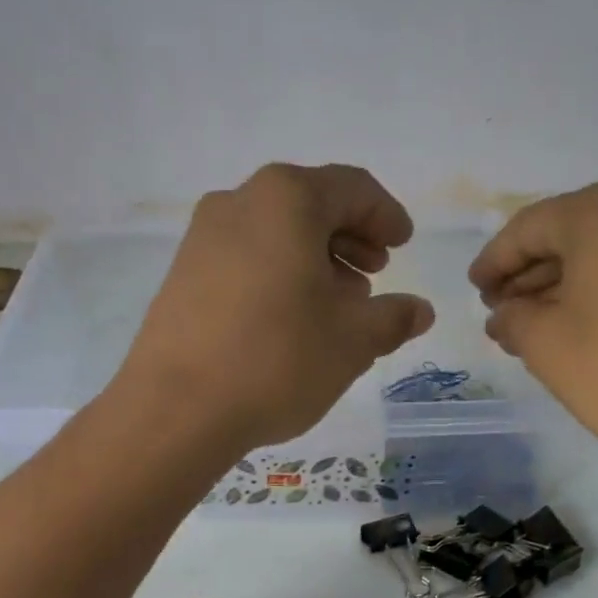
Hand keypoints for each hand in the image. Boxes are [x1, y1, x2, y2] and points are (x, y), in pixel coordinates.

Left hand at [116, 163, 434, 452]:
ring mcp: (202, 238)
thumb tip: (420, 310)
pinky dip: (277, 276)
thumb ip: (393, 318)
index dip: (385, 215)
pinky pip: (244, 259)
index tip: (403, 245)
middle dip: (349, 239)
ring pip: (274, 234)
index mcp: (288, 200)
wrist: (177, 409)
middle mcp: (239, 202)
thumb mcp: (353, 341)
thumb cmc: (278, 361)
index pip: (352, 188)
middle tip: (374, 276)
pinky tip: (289, 319)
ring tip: (336, 303)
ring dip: (314, 260)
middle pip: (309, 206)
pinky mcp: (181, 275)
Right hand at [470, 177, 597, 480]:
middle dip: (529, 275)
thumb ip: (512, 319)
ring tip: (534, 328)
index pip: (528, 228)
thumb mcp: (546, 345)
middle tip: (501, 313)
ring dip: (563, 287)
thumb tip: (505, 313)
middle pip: (570, 235)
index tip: (474, 291)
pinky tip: (581, 329)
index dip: (494, 262)